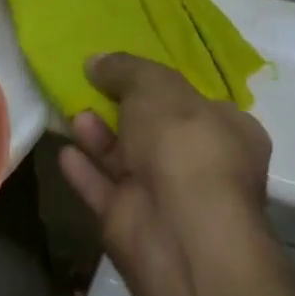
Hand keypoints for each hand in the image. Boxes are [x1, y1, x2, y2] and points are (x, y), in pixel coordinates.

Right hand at [59, 53, 272, 295]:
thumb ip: (124, 68)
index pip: (199, 102)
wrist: (180, 234)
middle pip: (157, 131)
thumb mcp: (153, 84)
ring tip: (75, 114)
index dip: (165, 85)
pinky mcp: (134, 226)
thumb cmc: (183, 142)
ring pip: (127, 161)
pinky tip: (65, 153)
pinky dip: (85, 172)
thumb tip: (95, 61)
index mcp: (229, 131)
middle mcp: (202, 166)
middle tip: (93, 88)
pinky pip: (104, 191)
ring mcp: (168, 200)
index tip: (131, 70)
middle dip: (123, 110)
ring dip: (100, 138)